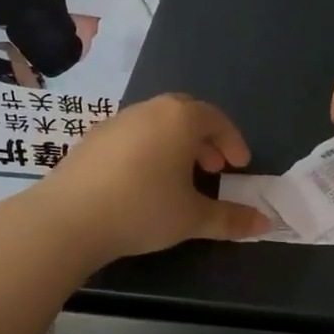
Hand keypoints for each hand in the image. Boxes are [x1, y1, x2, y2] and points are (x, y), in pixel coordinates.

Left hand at [35, 93, 271, 260]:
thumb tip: (265, 224)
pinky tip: (141, 181)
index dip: (233, 141)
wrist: (68, 218)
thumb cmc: (142, 209)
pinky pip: (131, 134)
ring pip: (156, 122)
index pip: (216, 119)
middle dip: (204, 138)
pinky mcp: (92, 137)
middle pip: (186, 113)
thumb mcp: (192, 218)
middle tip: (213, 167)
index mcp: (179, 119)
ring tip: (178, 177)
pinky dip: (147, 148)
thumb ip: (231, 219)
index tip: (239, 166)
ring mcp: (117, 121)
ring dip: (175, 143)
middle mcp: (149, 110)